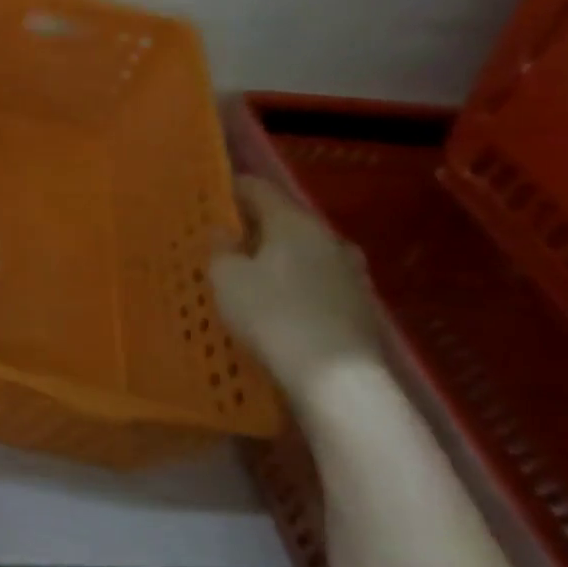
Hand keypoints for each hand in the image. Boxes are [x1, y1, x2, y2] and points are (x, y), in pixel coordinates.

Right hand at [210, 176, 382, 399]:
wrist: (336, 377)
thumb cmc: (271, 314)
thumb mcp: (227, 279)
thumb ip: (222, 249)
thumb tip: (225, 231)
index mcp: (294, 222)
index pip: (259, 189)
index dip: (231, 189)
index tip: (208, 196)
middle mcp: (328, 238)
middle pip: (285, 219)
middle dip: (255, 225)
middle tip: (224, 238)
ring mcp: (350, 272)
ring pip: (304, 250)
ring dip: (278, 255)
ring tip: (251, 271)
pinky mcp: (359, 304)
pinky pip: (317, 280)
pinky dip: (295, 282)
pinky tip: (279, 300)